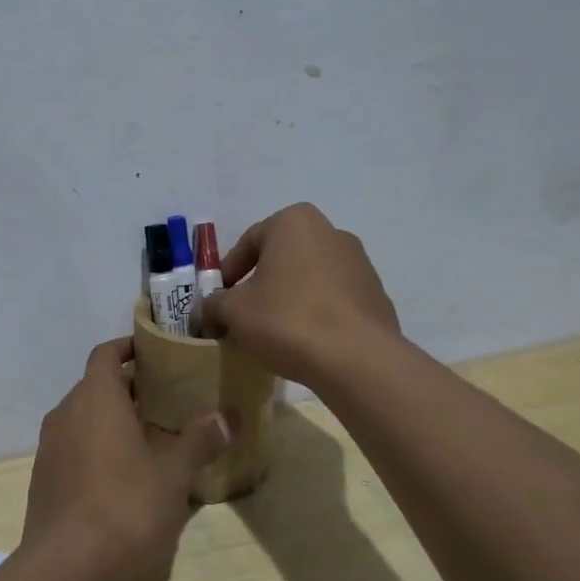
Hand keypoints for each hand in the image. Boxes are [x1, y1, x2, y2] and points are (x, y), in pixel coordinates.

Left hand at [20, 338, 230, 580]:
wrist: (67, 577)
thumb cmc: (126, 510)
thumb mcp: (173, 475)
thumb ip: (198, 441)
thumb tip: (226, 416)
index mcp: (95, 400)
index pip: (106, 355)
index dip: (129, 348)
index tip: (157, 352)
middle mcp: (66, 417)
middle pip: (96, 388)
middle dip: (130, 390)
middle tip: (169, 399)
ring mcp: (51, 453)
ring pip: (85, 422)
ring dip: (115, 423)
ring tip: (155, 439)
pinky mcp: (46, 485)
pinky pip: (76, 452)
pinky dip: (100, 452)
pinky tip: (129, 479)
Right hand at [201, 203, 399, 386]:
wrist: (357, 358)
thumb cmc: (288, 319)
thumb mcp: (234, 311)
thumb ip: (212, 305)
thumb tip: (203, 312)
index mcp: (295, 222)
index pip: (249, 242)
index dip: (228, 273)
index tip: (218, 302)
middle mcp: (331, 232)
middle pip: (281, 258)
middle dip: (259, 285)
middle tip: (243, 316)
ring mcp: (359, 263)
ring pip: (309, 278)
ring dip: (288, 299)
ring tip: (274, 333)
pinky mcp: (376, 295)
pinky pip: (333, 300)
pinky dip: (316, 314)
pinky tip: (306, 342)